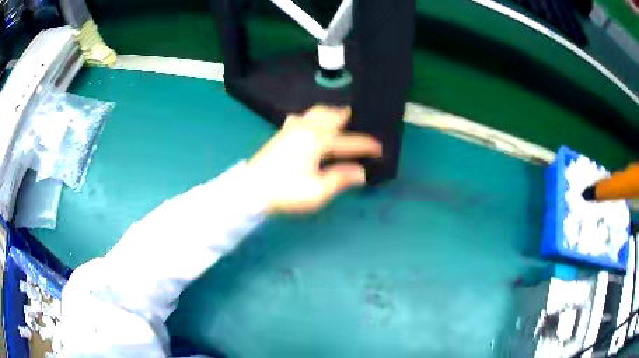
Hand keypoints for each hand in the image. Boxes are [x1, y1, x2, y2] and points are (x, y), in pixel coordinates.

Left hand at [248, 105, 381, 213]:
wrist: (251, 190)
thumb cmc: (285, 192)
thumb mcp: (316, 193)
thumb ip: (340, 179)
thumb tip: (361, 172)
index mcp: (318, 142)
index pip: (349, 142)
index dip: (367, 146)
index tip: (380, 149)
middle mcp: (307, 129)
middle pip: (333, 115)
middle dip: (349, 117)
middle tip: (361, 123)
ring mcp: (292, 128)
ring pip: (317, 112)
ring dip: (332, 114)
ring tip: (341, 121)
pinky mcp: (282, 133)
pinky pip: (301, 116)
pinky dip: (313, 117)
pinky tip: (311, 124)